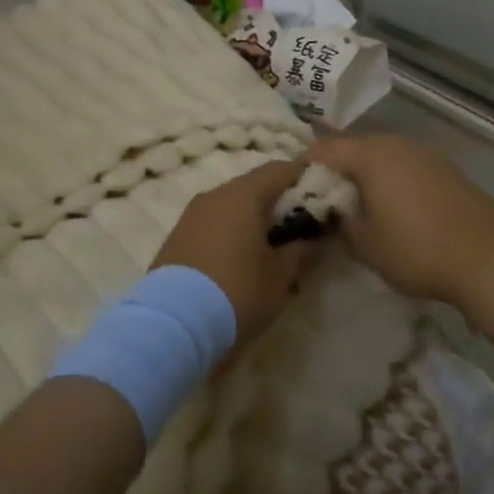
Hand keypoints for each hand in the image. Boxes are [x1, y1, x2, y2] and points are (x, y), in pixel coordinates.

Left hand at [153, 159, 315, 346]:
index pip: (281, 169)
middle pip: (255, 187)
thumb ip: (301, 250)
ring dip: (253, 222)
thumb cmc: (237, 291)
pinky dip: (231, 235)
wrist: (172, 324)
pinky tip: (240, 263)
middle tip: (299, 230)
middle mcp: (215, 194)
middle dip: (279, 205)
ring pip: (232, 207)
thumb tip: (312, 238)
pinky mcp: (176, 238)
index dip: (304, 178)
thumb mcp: (280, 276)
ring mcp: (191, 215)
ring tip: (270, 252)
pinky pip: (213, 225)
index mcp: (244, 194)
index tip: (322, 197)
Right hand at [307, 134, 493, 307]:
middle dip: (335, 172)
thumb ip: (339, 220)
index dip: (304, 169)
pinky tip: (393, 208)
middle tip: (324, 202)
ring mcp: (424, 152)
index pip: (323, 149)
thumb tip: (333, 210)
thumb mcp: (364, 244)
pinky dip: (391, 180)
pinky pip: (404, 166)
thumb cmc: (415, 249)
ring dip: (365, 176)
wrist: (486, 257)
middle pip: (353, 148)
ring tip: (357, 207)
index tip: (295, 193)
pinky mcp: (444, 167)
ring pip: (381, 156)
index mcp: (371, 154)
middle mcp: (396, 142)